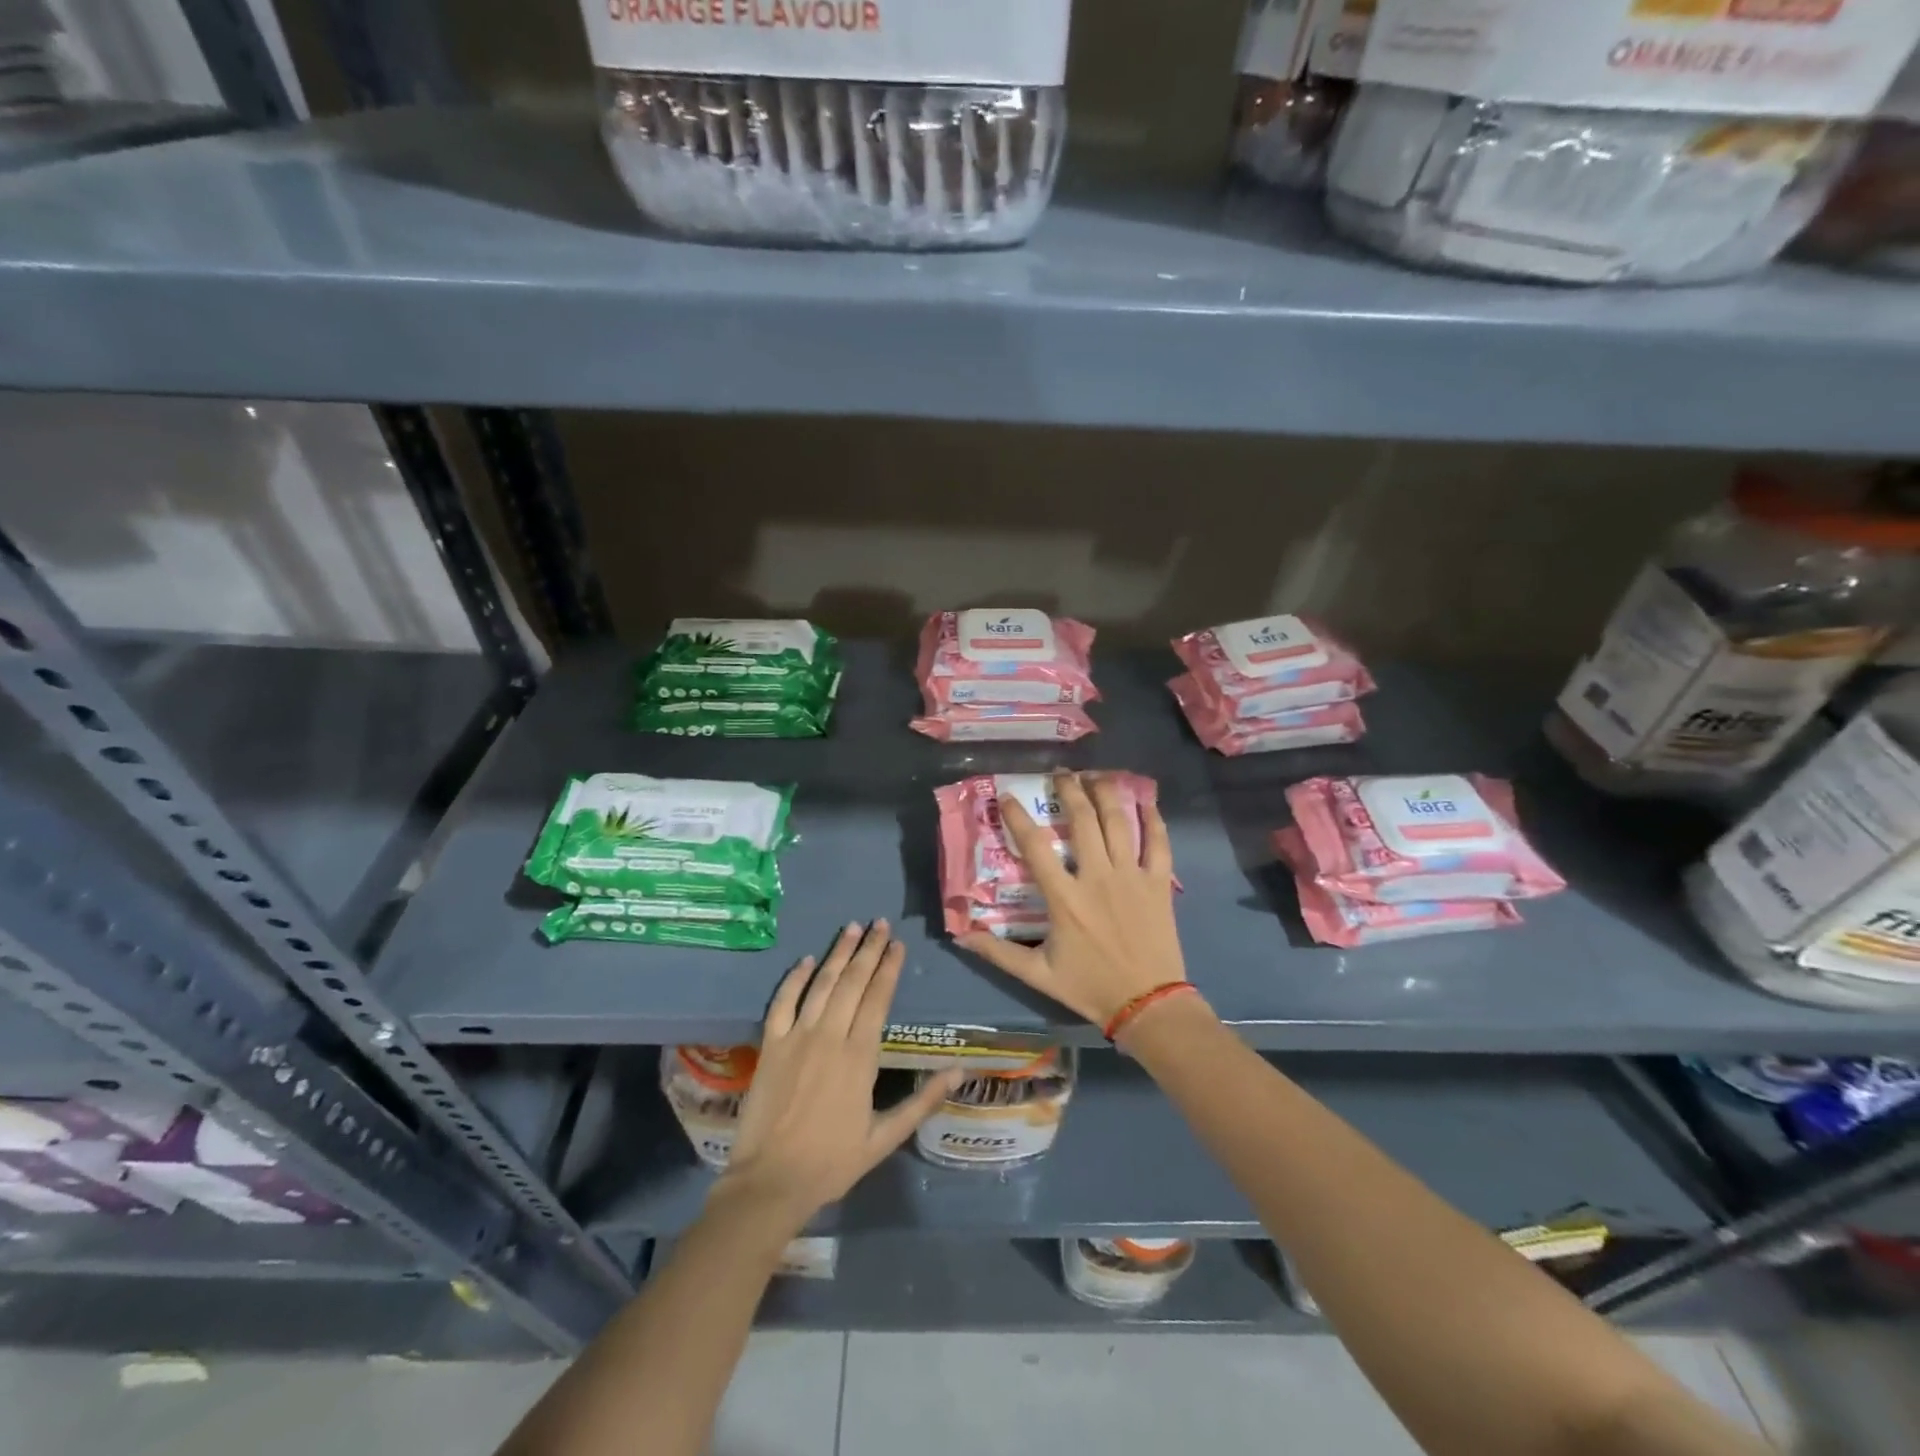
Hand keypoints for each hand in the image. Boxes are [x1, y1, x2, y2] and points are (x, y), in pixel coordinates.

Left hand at [716, 920, 961, 1234]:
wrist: (771, 1182)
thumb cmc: (832, 1162)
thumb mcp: (885, 1137)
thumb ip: (922, 1100)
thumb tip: (960, 1072)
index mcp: (860, 1057)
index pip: (878, 998)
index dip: (889, 968)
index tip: (898, 944)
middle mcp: (830, 1037)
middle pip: (852, 982)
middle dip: (868, 950)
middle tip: (879, 923)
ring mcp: (797, 1038)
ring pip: (821, 984)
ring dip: (838, 953)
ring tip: (852, 928)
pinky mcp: (771, 1046)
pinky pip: (782, 1003)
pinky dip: (795, 979)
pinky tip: (806, 960)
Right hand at [958, 771, 1184, 1026]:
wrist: (1148, 1004)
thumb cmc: (1090, 987)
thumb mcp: (1038, 974)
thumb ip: (998, 953)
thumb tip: (961, 935)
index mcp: (1064, 898)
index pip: (1035, 846)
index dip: (1018, 817)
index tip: (1007, 797)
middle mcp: (1097, 877)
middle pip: (1082, 820)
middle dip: (1069, 790)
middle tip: (1060, 774)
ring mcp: (1131, 876)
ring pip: (1118, 822)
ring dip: (1105, 793)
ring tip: (1095, 775)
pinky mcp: (1158, 883)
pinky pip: (1157, 842)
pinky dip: (1152, 818)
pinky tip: (1145, 800)